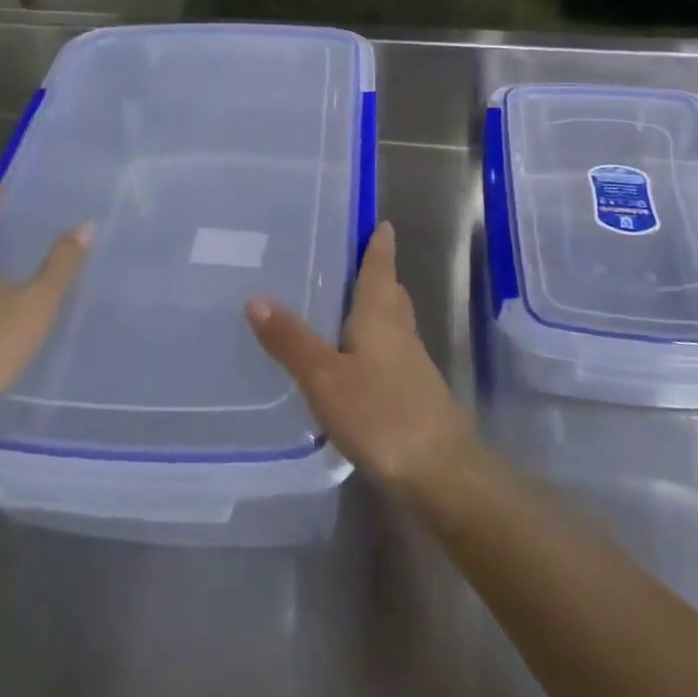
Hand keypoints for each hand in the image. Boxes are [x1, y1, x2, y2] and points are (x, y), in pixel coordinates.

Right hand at [246, 221, 476, 494]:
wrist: (441, 473)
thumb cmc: (382, 413)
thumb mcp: (325, 377)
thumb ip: (291, 340)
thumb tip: (256, 297)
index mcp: (381, 317)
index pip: (380, 269)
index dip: (379, 246)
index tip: (380, 223)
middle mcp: (400, 333)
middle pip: (390, 294)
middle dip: (378, 275)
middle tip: (354, 260)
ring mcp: (411, 367)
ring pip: (392, 325)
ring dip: (375, 311)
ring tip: (345, 307)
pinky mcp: (413, 397)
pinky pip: (390, 355)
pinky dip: (373, 346)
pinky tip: (354, 363)